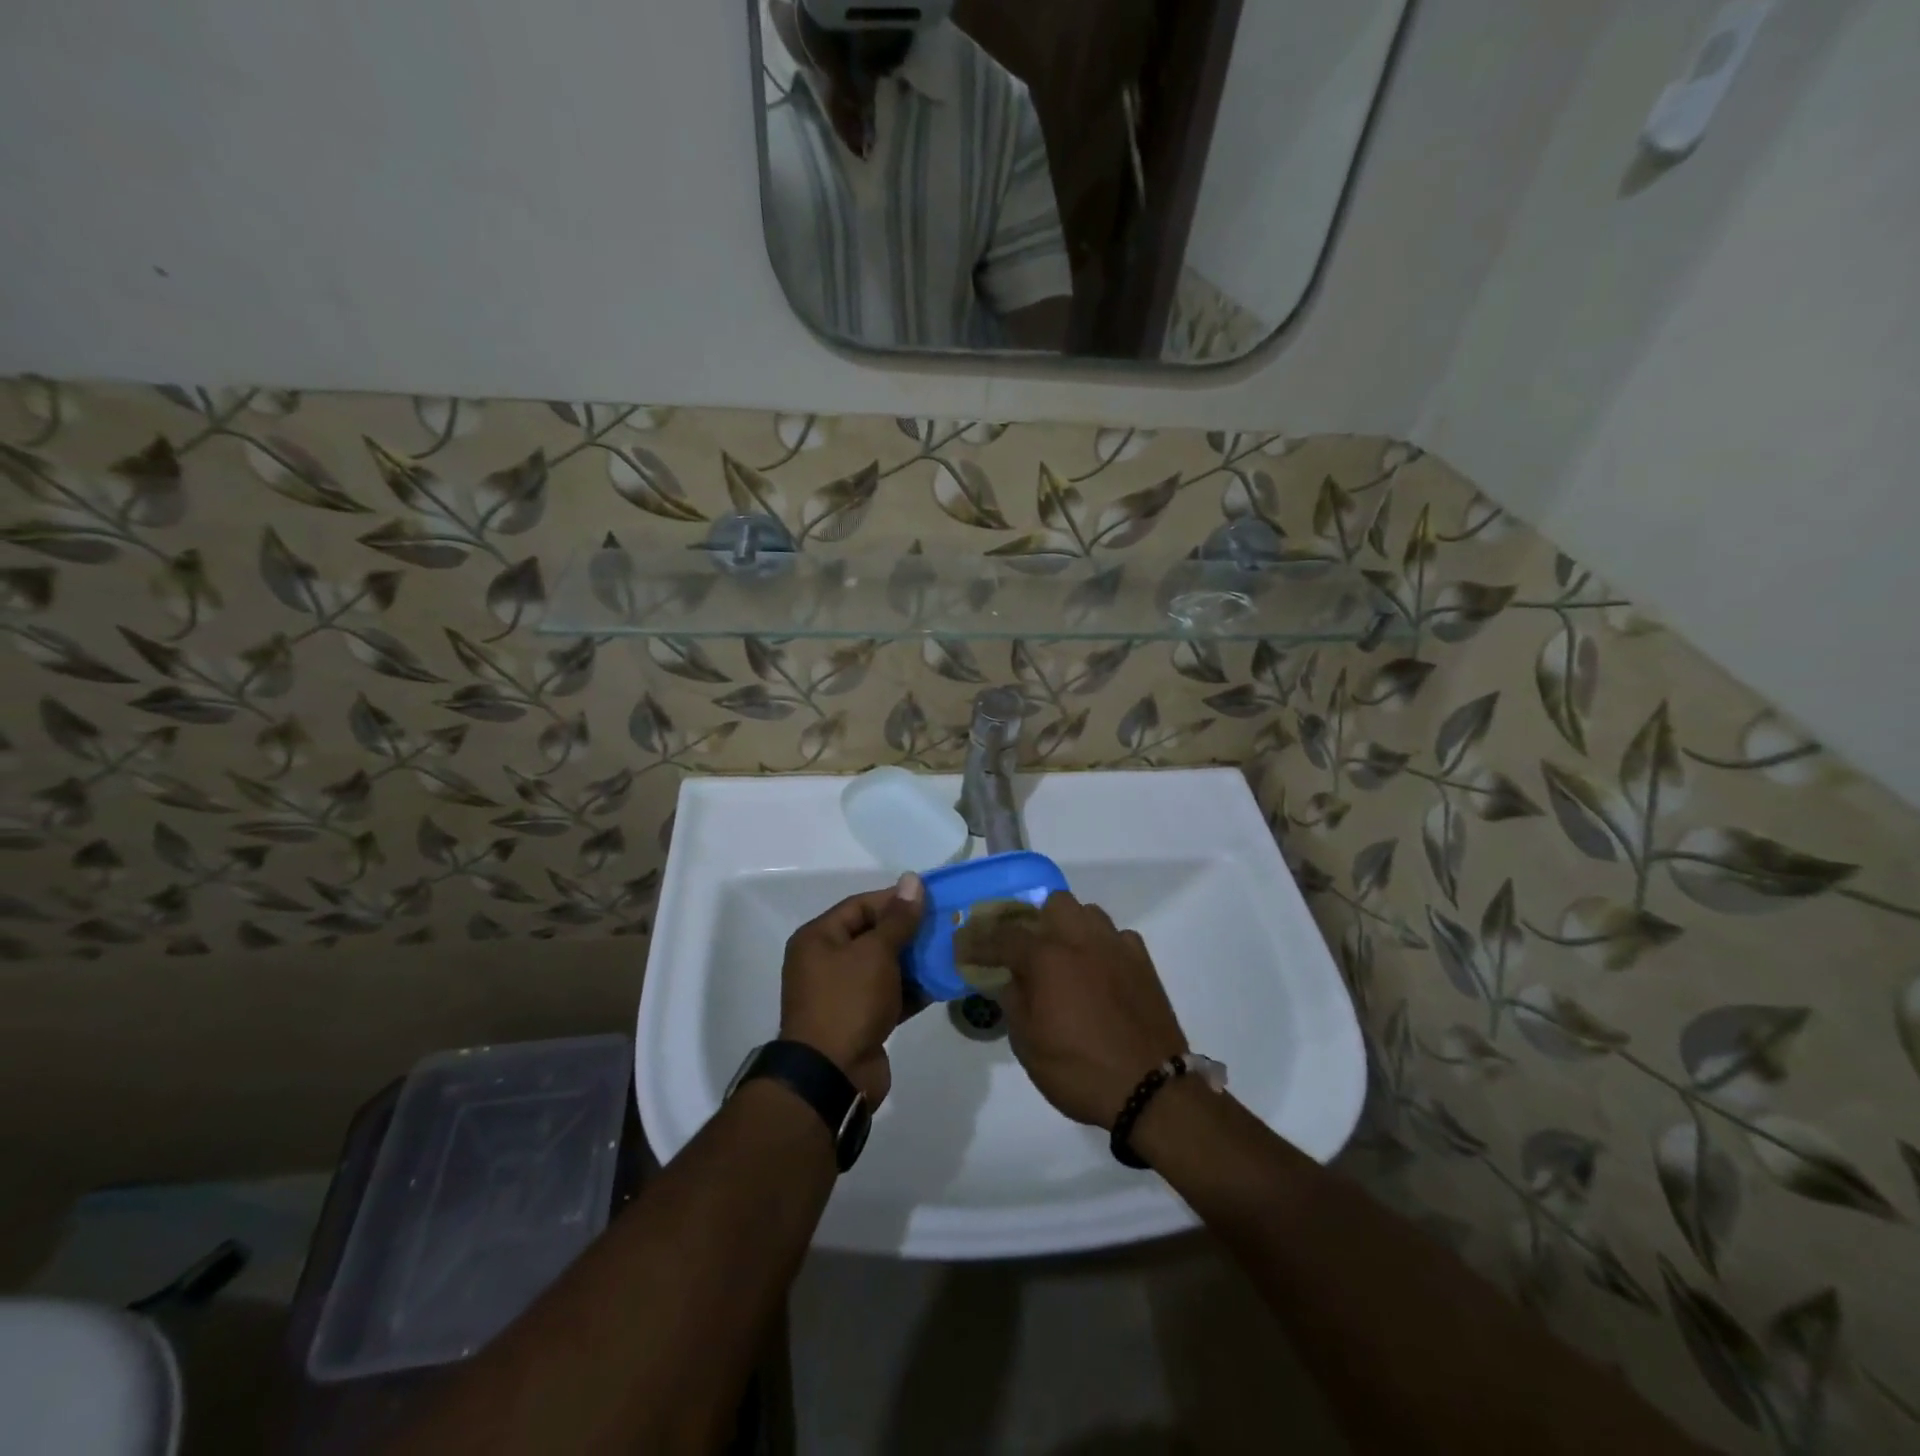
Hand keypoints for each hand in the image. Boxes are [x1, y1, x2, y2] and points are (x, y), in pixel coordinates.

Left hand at [780, 873, 924, 1106]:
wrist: (832, 1076)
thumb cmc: (848, 1001)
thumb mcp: (875, 953)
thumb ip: (898, 918)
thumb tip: (912, 880)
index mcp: (819, 938)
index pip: (861, 906)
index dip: (895, 900)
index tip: (932, 899)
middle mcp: (826, 962)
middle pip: (873, 935)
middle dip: (909, 931)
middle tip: (946, 924)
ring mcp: (843, 994)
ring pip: (885, 967)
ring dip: (915, 961)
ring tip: (951, 950)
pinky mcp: (861, 1020)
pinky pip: (890, 995)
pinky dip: (913, 989)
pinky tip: (943, 982)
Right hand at [987, 892, 1188, 1129]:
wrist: (1151, 1089)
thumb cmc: (1080, 1070)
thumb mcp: (1029, 1044)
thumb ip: (1012, 1001)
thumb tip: (1004, 977)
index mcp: (1047, 958)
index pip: (1004, 936)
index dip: (979, 940)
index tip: (963, 945)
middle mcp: (1082, 940)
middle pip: (1052, 904)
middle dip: (1034, 919)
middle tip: (1023, 949)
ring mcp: (1116, 947)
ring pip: (1087, 912)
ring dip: (1069, 926)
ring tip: (1062, 956)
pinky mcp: (1143, 962)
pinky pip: (1116, 936)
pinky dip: (1101, 945)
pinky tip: (1098, 970)